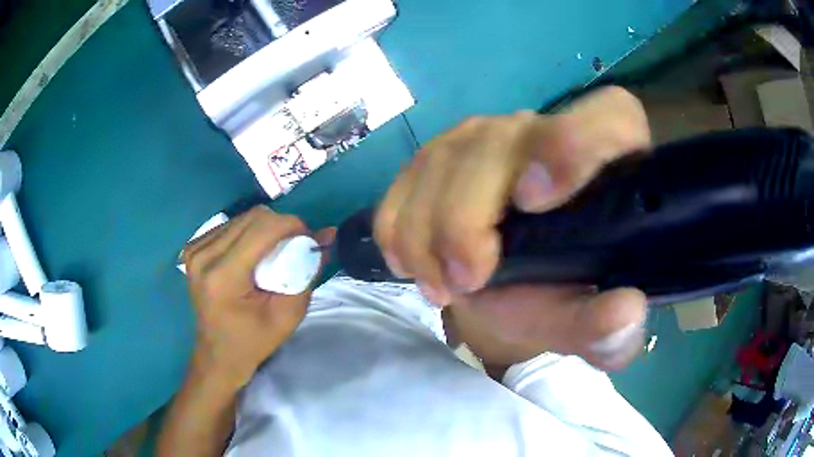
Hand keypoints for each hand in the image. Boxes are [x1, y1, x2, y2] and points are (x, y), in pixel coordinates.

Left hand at [183, 206, 335, 386]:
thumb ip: (307, 274)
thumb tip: (327, 236)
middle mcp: (204, 256)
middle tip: (295, 247)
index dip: (293, 226)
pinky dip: (248, 234)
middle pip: (253, 217)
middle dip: (281, 226)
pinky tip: (252, 255)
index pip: (263, 229)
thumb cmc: (254, 342)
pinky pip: (230, 226)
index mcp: (223, 277)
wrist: (218, 354)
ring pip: (242, 218)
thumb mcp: (288, 315)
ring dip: (265, 229)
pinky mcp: (193, 249)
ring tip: (273, 253)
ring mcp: (195, 251)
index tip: (309, 240)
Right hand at [375, 87, 650, 369]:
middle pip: (497, 143)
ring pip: (439, 162)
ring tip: (443, 286)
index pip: (612, 116)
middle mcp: (545, 130)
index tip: (532, 201)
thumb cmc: (556, 295)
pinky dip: (399, 228)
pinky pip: (403, 181)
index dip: (574, 142)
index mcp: (607, 162)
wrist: (506, 286)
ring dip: (426, 234)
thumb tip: (624, 312)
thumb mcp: (586, 322)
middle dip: (466, 217)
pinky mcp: (440, 154)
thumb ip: (610, 328)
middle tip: (466, 281)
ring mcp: (485, 136)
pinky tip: (416, 264)